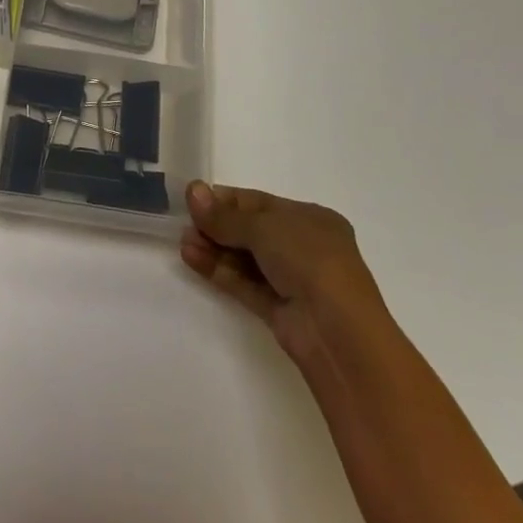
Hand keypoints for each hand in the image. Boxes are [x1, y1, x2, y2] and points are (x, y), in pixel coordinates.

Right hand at [180, 181, 382, 365]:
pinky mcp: (279, 310)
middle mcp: (303, 247)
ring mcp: (292, 280)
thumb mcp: (264, 227)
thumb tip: (192, 191)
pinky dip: (219, 271)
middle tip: (184, 222)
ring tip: (183, 242)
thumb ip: (224, 215)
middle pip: (251, 231)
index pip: (260, 204)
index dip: (226, 200)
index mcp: (311, 219)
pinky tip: (192, 258)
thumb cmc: (309, 260)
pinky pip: (244, 283)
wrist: (338, 332)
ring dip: (214, 248)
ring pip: (246, 259)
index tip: (194, 198)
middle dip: (217, 226)